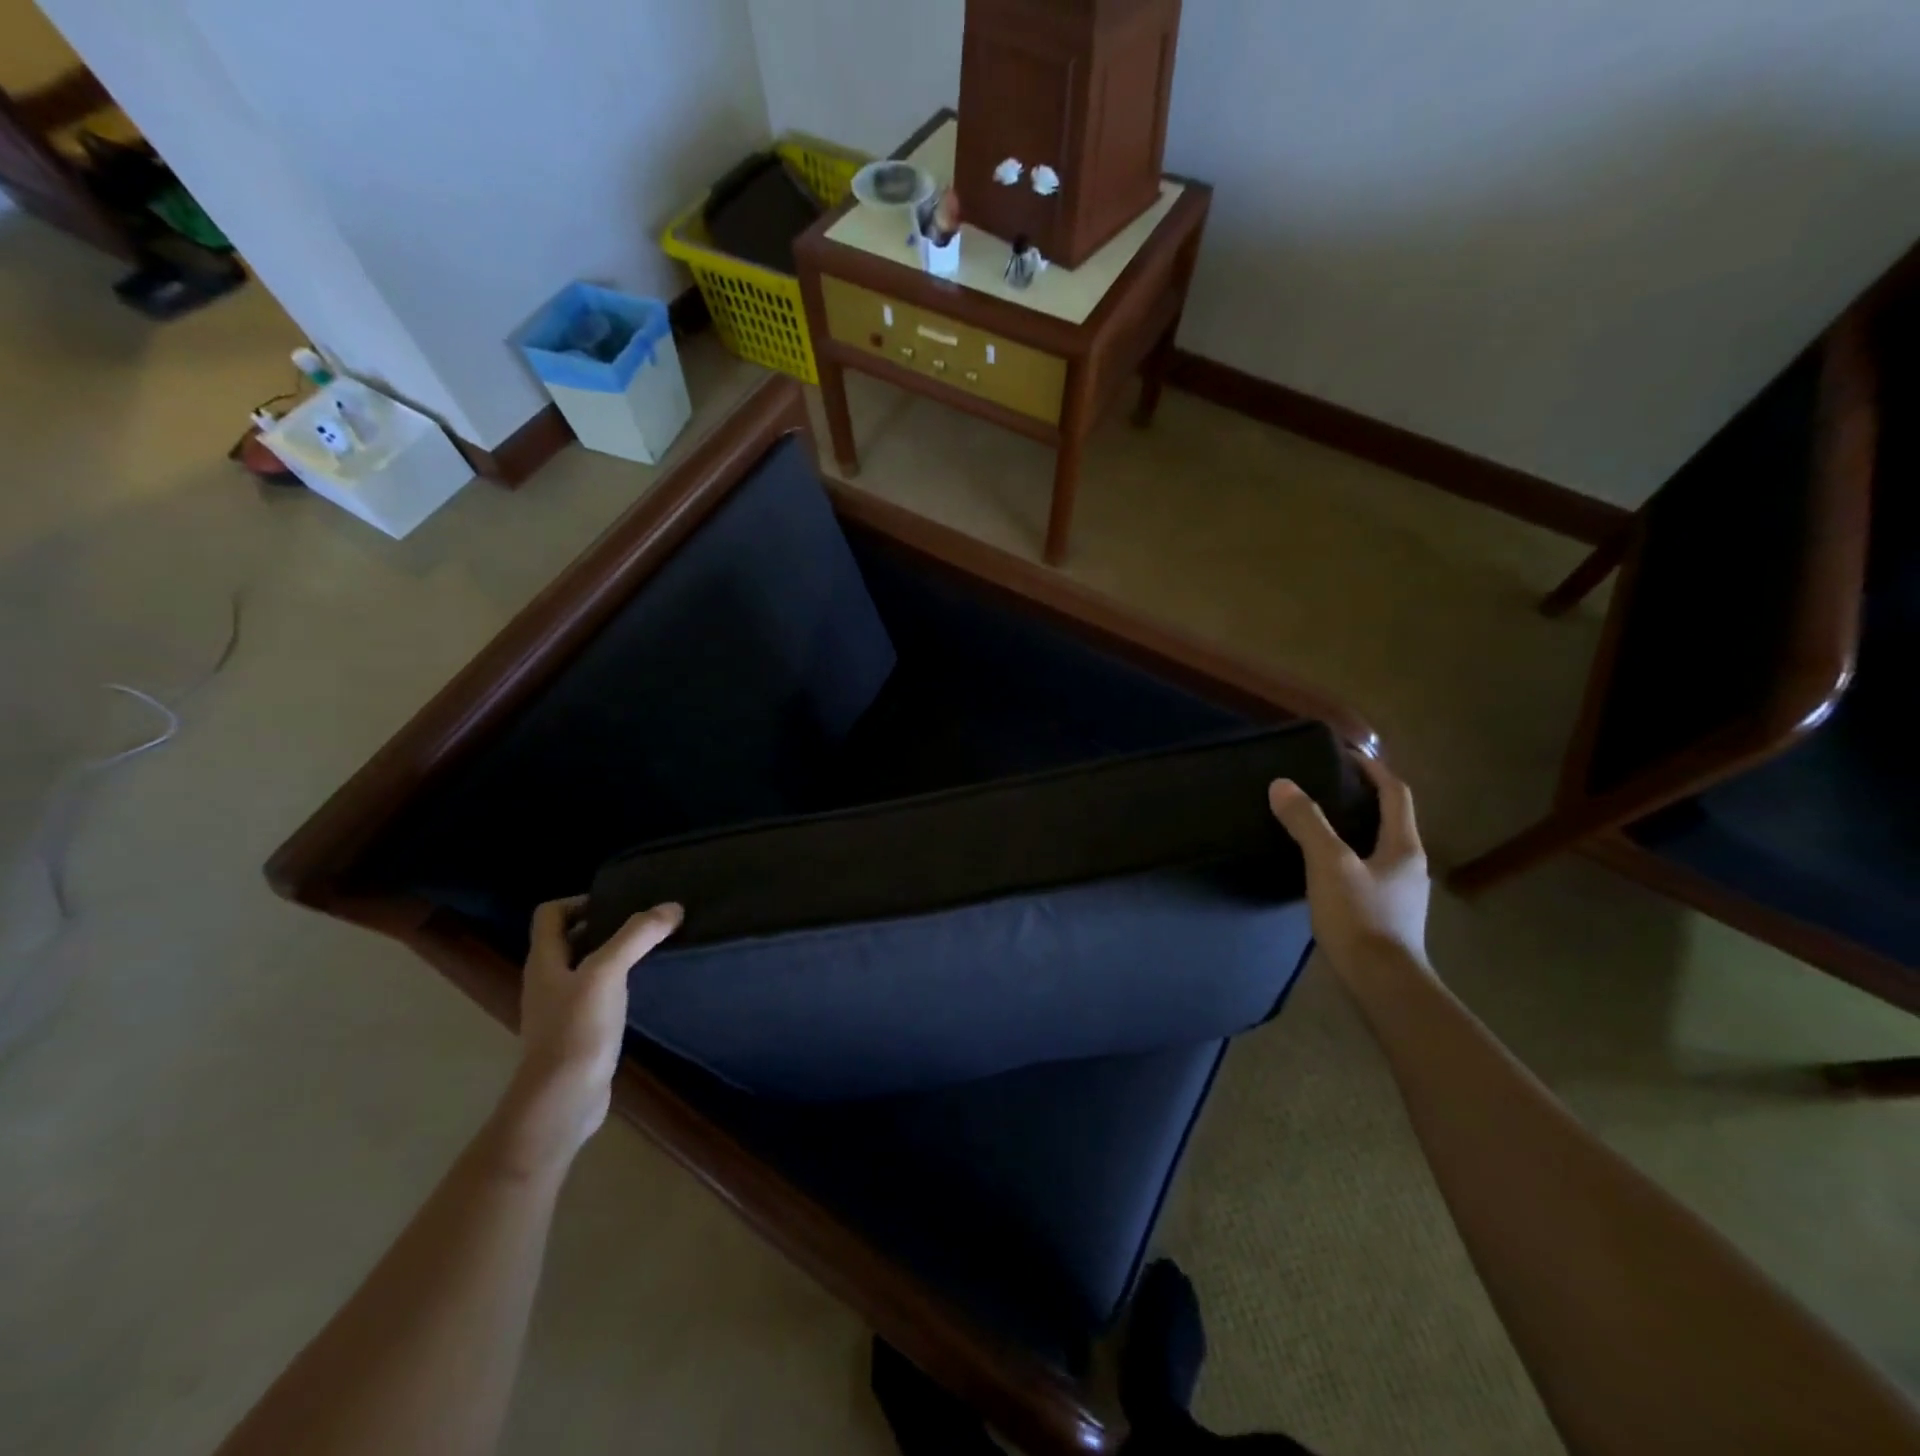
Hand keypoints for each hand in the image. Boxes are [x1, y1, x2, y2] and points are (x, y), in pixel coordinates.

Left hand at [491, 896, 682, 1176]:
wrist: (562, 1101)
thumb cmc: (577, 1030)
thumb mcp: (607, 973)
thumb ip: (637, 936)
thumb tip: (672, 906)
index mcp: (545, 961)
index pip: (551, 914)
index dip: (581, 900)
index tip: (620, 902)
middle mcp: (548, 980)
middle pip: (570, 939)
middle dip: (605, 925)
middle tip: (645, 921)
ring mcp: (561, 1009)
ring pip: (586, 967)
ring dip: (615, 954)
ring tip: (652, 949)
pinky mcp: (579, 1032)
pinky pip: (598, 994)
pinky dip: (619, 983)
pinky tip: (645, 987)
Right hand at [1268, 752, 1430, 978]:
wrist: (1383, 985)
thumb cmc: (1360, 919)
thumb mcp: (1328, 864)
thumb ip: (1307, 823)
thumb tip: (1282, 784)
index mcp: (1404, 846)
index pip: (1395, 793)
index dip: (1372, 769)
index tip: (1344, 754)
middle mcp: (1409, 865)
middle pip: (1390, 819)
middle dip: (1361, 798)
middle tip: (1324, 786)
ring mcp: (1400, 892)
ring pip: (1378, 847)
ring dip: (1354, 828)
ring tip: (1318, 823)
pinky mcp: (1386, 915)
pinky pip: (1368, 872)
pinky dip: (1348, 857)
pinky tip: (1322, 868)